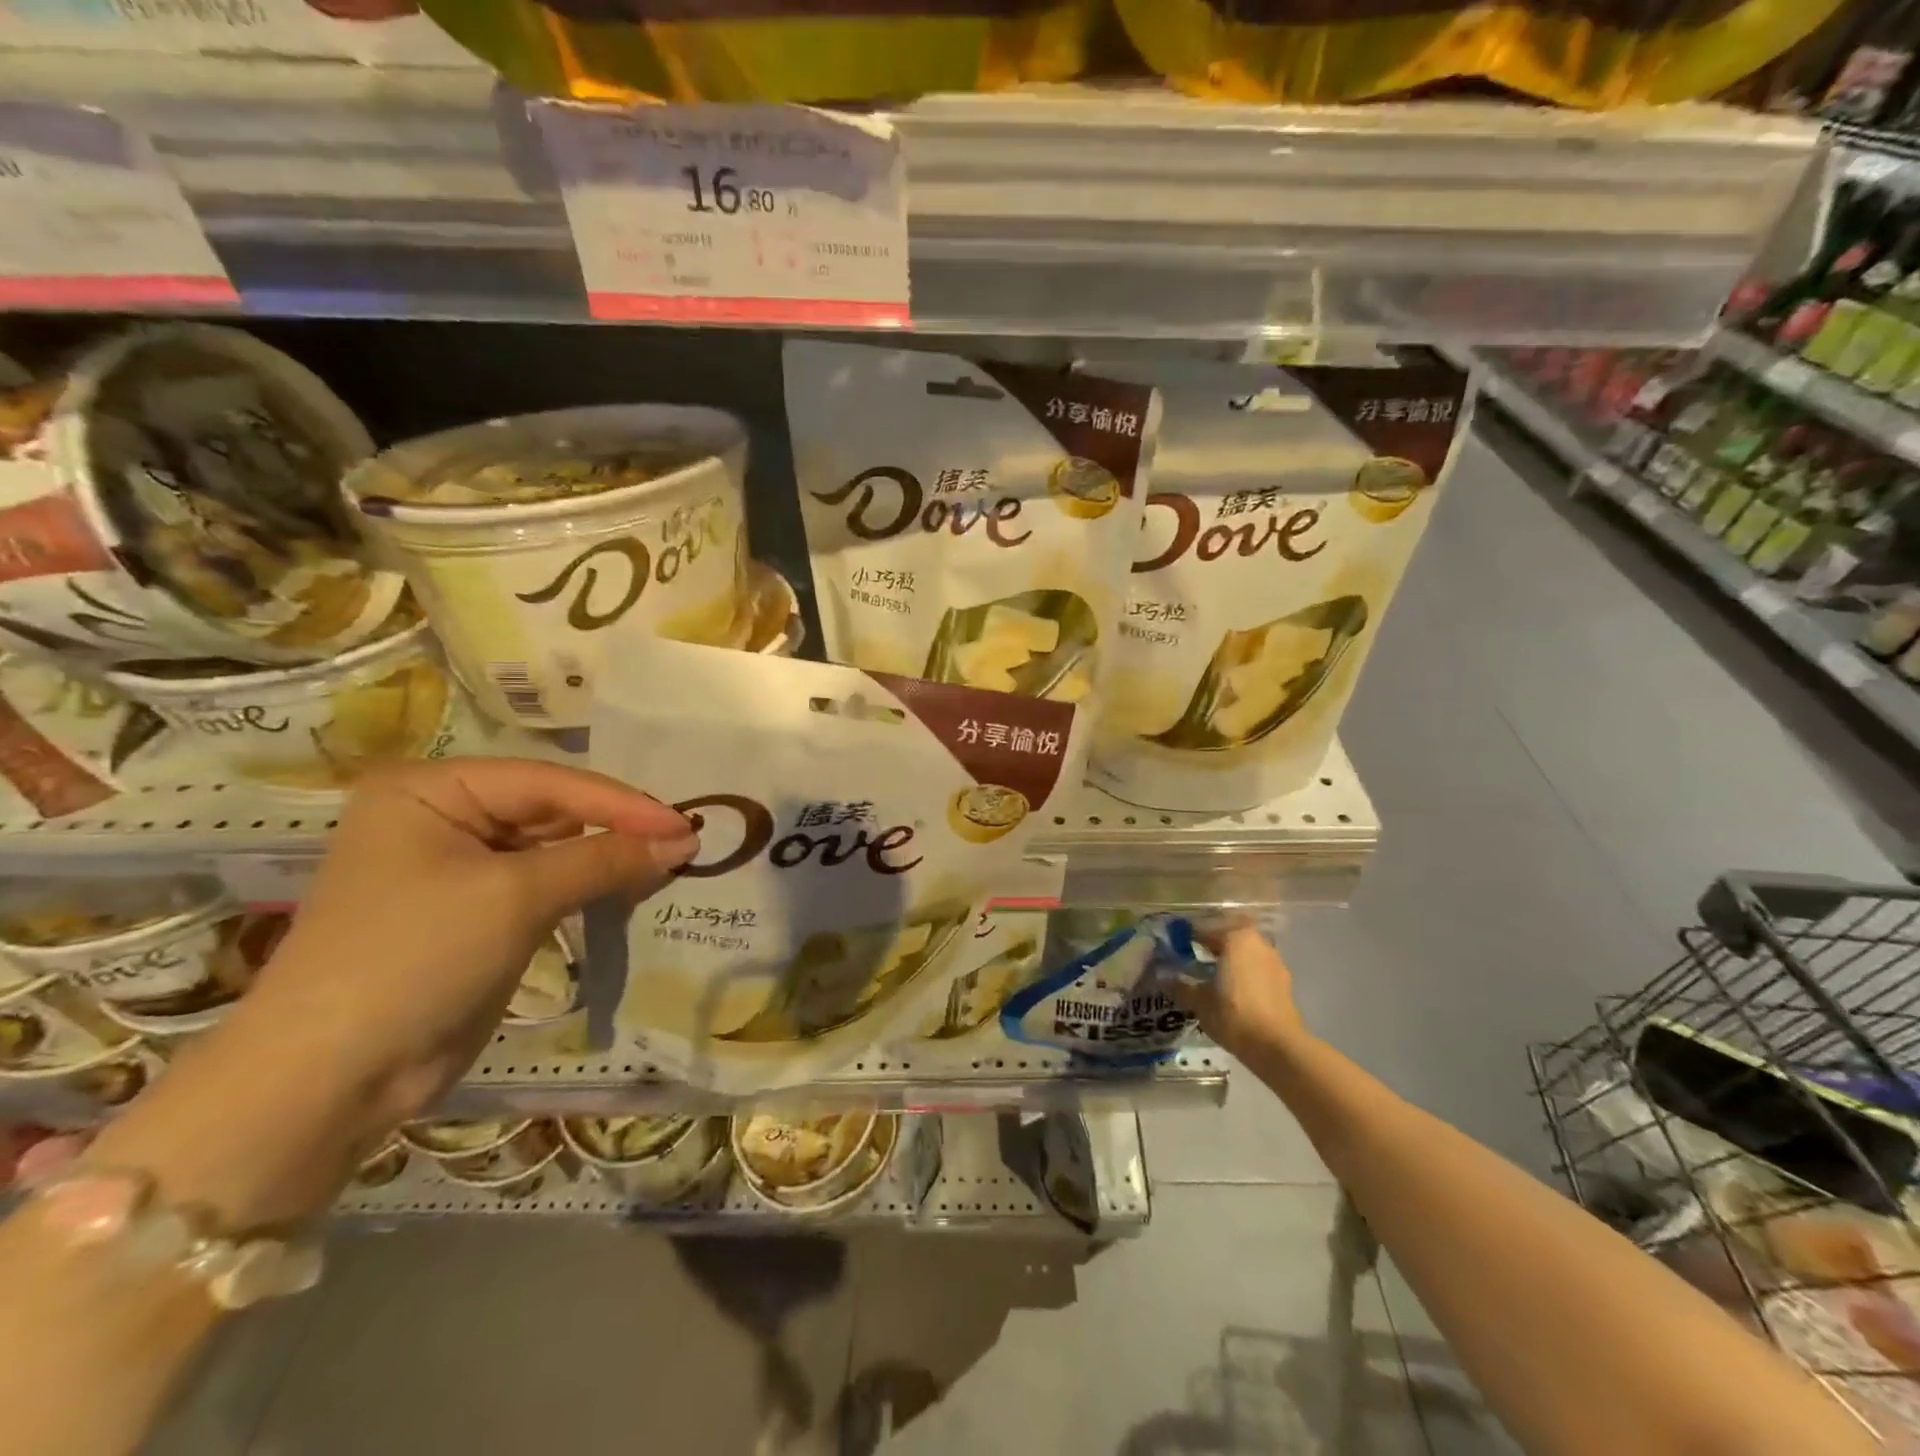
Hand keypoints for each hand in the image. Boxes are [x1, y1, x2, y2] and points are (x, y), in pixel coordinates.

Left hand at [237, 757, 696, 1127]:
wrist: (329, 1080)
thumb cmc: (414, 959)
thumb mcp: (516, 897)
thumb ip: (605, 859)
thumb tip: (685, 840)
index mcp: (432, 788)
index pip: (549, 783)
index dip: (622, 804)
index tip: (686, 826)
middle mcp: (444, 816)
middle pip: (554, 811)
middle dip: (617, 829)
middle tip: (685, 844)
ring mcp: (460, 866)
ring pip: (556, 848)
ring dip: (609, 858)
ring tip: (670, 864)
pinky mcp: (477, 912)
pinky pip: (547, 885)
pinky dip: (589, 887)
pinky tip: (632, 888)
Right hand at [1174, 922, 1311, 1064]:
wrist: (1278, 1048)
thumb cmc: (1234, 1014)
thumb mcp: (1199, 1001)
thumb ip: (1180, 985)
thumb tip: (1162, 977)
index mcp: (1236, 938)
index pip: (1205, 929)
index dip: (1187, 937)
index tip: (1174, 946)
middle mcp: (1258, 943)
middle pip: (1229, 936)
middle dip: (1211, 944)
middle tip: (1193, 957)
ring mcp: (1274, 962)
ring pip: (1245, 952)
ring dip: (1230, 959)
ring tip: (1212, 976)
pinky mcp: (1284, 983)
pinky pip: (1257, 969)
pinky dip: (1243, 973)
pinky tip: (1232, 991)